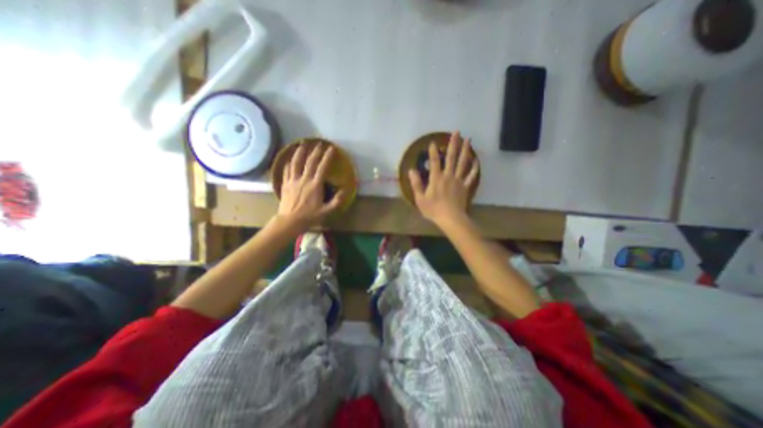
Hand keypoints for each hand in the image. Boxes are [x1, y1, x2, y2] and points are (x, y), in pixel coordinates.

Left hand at [276, 143, 343, 233]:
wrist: (289, 221)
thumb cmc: (309, 216)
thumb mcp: (327, 211)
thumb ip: (337, 201)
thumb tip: (344, 190)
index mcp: (315, 185)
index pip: (322, 167)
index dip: (327, 157)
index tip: (331, 149)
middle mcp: (304, 179)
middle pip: (310, 162)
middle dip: (316, 151)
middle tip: (319, 143)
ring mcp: (293, 180)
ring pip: (296, 162)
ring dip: (300, 151)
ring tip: (303, 143)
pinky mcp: (285, 183)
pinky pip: (287, 169)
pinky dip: (289, 162)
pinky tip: (290, 158)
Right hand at [409, 131, 477, 226]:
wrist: (450, 218)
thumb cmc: (433, 209)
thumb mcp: (420, 198)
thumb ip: (416, 184)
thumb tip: (411, 170)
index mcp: (436, 178)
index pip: (434, 162)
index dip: (432, 152)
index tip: (433, 142)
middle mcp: (448, 176)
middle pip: (451, 157)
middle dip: (454, 144)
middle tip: (457, 132)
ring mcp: (459, 180)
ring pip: (463, 163)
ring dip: (465, 150)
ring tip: (468, 140)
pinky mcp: (465, 186)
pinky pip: (471, 175)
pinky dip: (474, 168)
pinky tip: (476, 160)